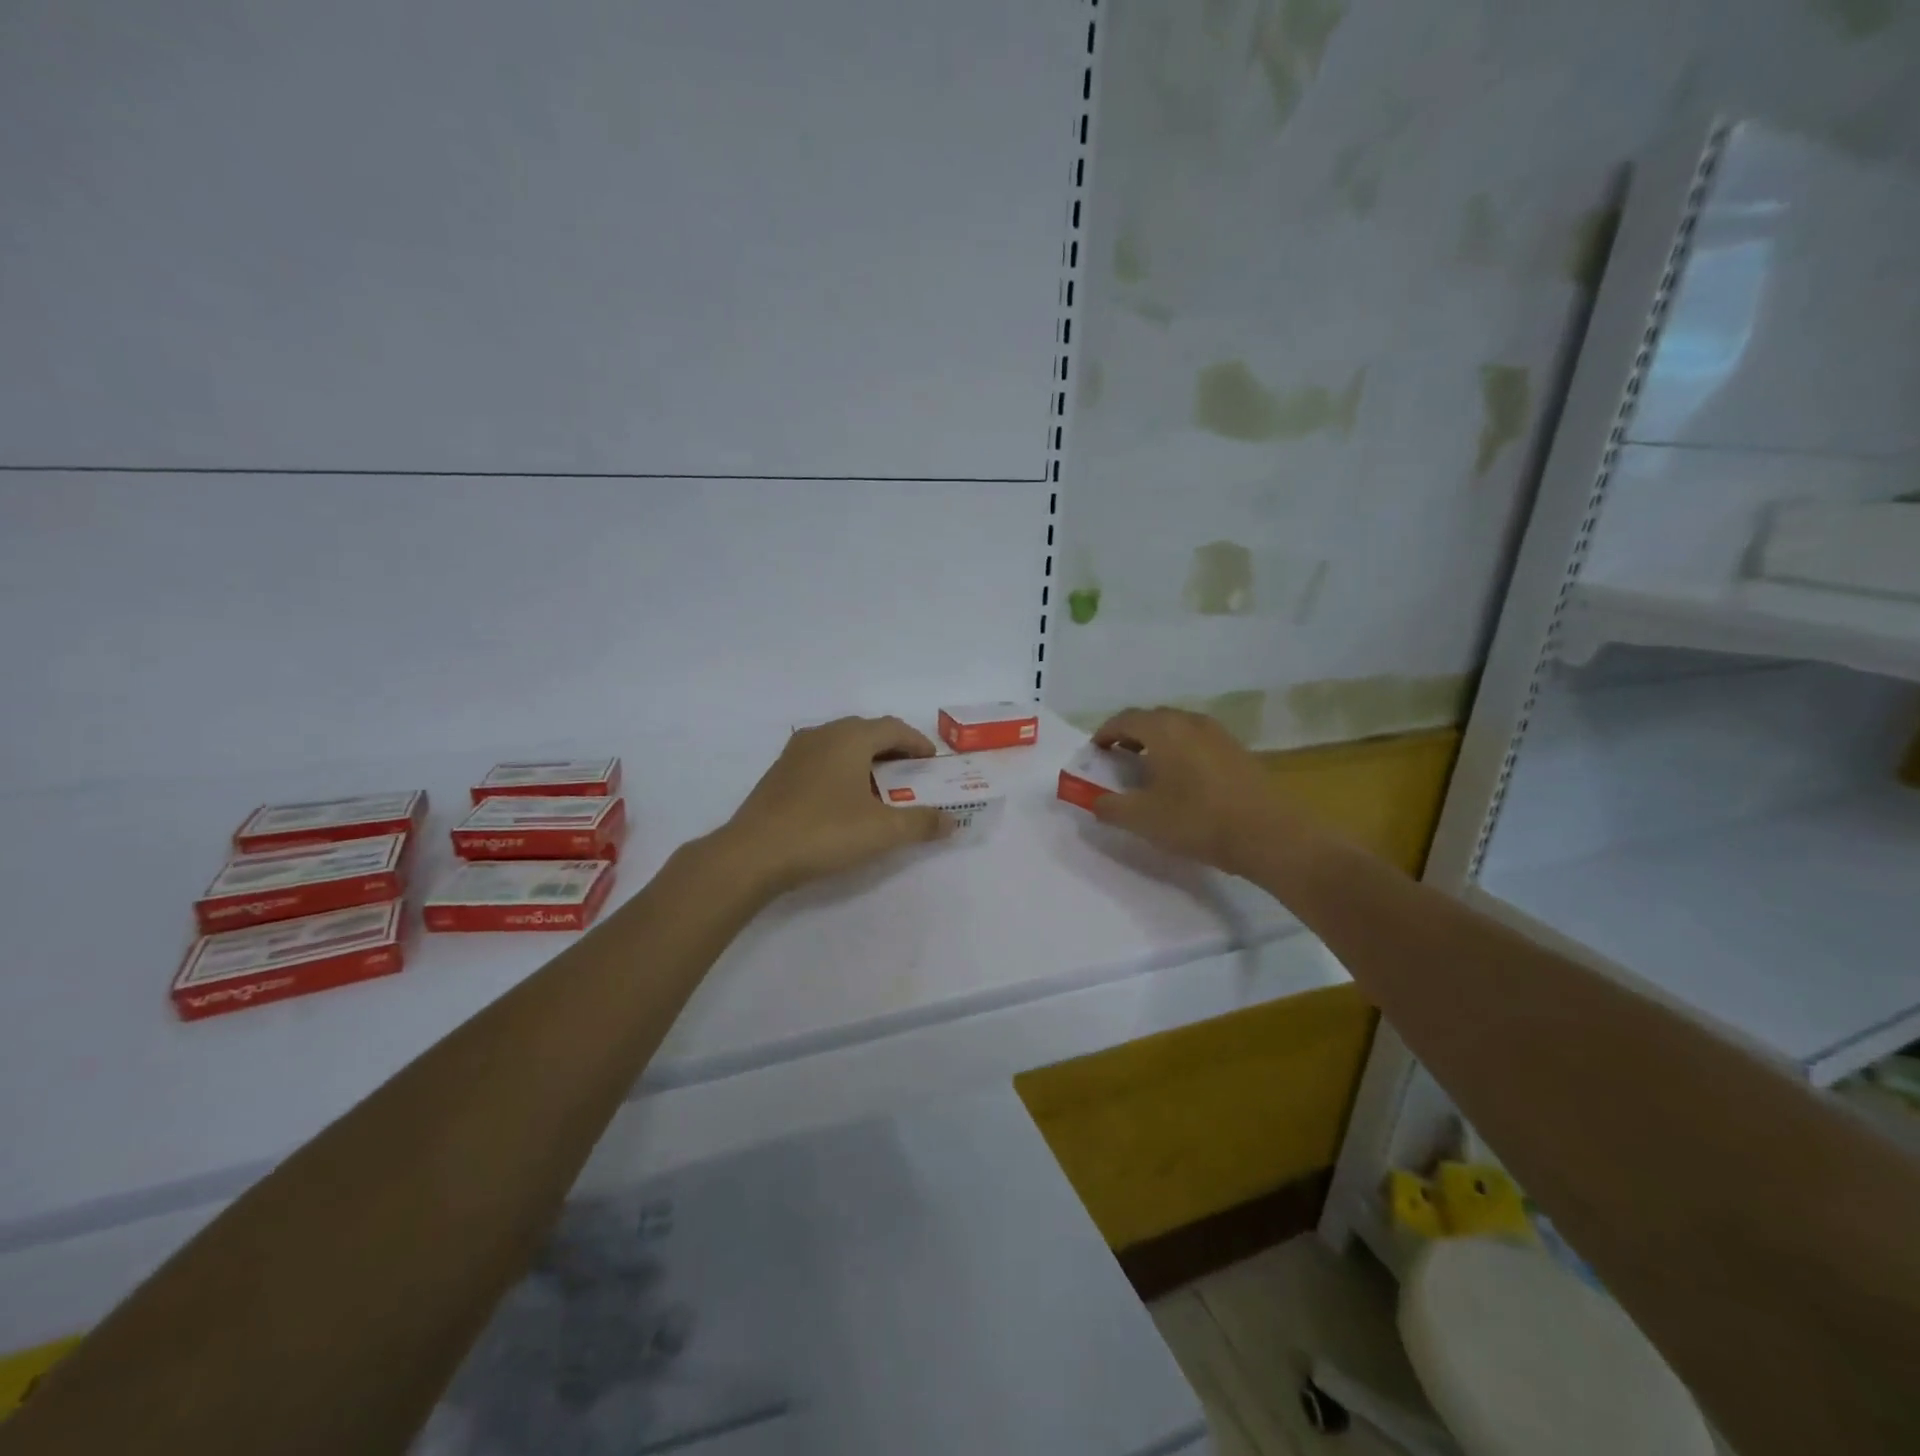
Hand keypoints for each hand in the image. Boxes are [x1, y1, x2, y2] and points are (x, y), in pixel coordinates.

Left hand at [719, 716, 952, 894]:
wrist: (753, 854)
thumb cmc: (824, 832)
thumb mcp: (882, 831)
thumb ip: (921, 823)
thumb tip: (951, 822)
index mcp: (850, 737)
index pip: (893, 727)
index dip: (917, 743)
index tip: (933, 763)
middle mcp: (823, 735)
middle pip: (867, 732)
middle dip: (893, 750)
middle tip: (912, 776)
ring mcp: (796, 752)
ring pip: (842, 745)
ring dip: (866, 760)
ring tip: (881, 789)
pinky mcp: (779, 774)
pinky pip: (822, 761)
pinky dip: (842, 771)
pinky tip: (844, 800)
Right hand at [1090, 707, 1302, 876]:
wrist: (1269, 834)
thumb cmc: (1198, 821)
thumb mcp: (1143, 819)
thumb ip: (1110, 807)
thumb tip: (1094, 800)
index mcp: (1164, 729)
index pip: (1124, 719)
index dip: (1104, 733)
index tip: (1094, 752)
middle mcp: (1190, 722)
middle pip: (1152, 719)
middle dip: (1130, 735)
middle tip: (1117, 759)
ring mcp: (1219, 734)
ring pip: (1177, 728)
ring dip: (1157, 742)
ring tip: (1148, 769)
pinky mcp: (1238, 751)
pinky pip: (1198, 741)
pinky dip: (1180, 751)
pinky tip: (1182, 779)